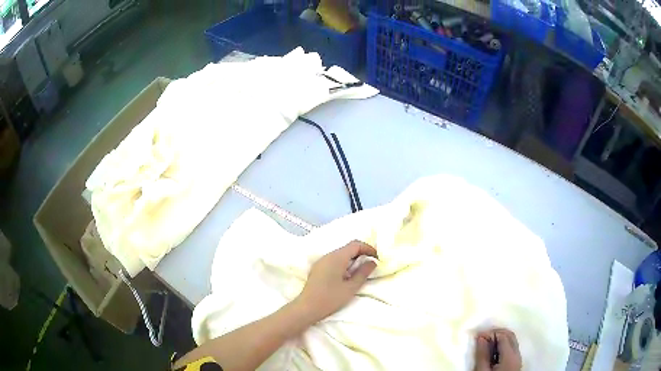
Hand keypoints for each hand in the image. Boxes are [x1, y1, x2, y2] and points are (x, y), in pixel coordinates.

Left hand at [295, 240, 377, 323]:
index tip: (378, 258)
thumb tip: (372, 262)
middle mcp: (328, 255)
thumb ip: (363, 273)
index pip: (355, 244)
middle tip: (371, 264)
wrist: (306, 308)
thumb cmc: (330, 298)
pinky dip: (344, 263)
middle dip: (361, 253)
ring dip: (353, 259)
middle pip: (348, 248)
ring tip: (361, 270)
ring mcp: (321, 261)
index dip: (368, 248)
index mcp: (337, 257)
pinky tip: (347, 275)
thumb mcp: (351, 287)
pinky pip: (334, 260)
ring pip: (341, 253)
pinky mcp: (318, 268)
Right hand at [474, 329, 521, 370]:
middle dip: (496, 333)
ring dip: (499, 339)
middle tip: (481, 337)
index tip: (477, 336)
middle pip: (510, 335)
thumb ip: (482, 354)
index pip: (503, 335)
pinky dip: (502, 345)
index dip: (490, 333)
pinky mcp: (515, 363)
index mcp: (510, 355)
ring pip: (512, 341)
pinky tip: (492, 351)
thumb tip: (481, 337)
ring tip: (485, 343)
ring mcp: (518, 359)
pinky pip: (511, 348)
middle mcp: (517, 354)